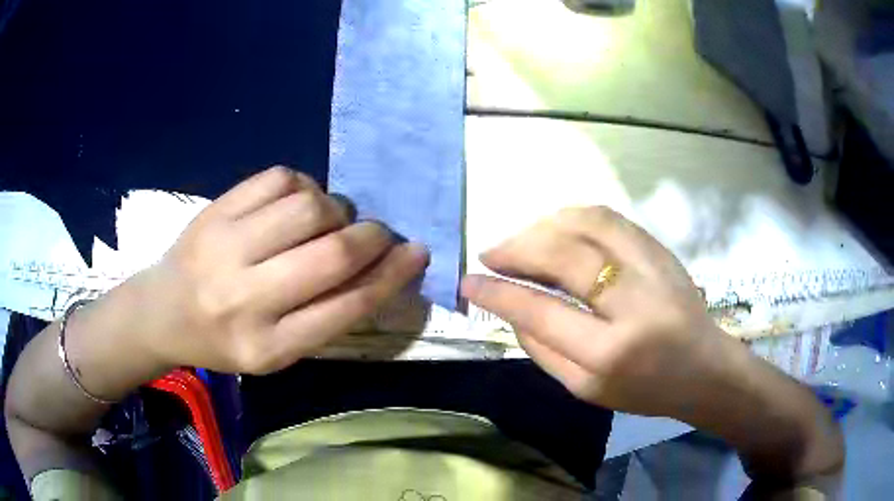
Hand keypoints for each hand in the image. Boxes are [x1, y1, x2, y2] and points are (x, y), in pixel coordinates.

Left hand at [136, 166, 428, 374]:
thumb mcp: (277, 350)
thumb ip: (326, 314)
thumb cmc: (225, 339)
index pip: (346, 307)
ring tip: (326, 220)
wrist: (163, 311)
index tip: (418, 252)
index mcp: (269, 347)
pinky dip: (303, 185)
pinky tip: (295, 201)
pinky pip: (280, 178)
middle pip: (333, 253)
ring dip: (335, 209)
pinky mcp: (215, 210)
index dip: (391, 275)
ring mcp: (225, 248)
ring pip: (309, 206)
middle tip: (377, 233)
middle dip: (371, 236)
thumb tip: (380, 264)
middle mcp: (245, 299)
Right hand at [461, 206, 727, 419]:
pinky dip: (572, 216)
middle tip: (491, 254)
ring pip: (586, 224)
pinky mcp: (660, 249)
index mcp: (609, 353)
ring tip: (521, 240)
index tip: (469, 281)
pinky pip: (608, 218)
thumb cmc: (646, 390)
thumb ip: (542, 351)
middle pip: (563, 257)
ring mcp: (651, 267)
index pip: (541, 312)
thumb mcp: (585, 391)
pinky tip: (555, 228)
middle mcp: (633, 303)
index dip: (499, 293)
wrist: (705, 368)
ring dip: (542, 226)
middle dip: (517, 249)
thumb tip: (511, 309)